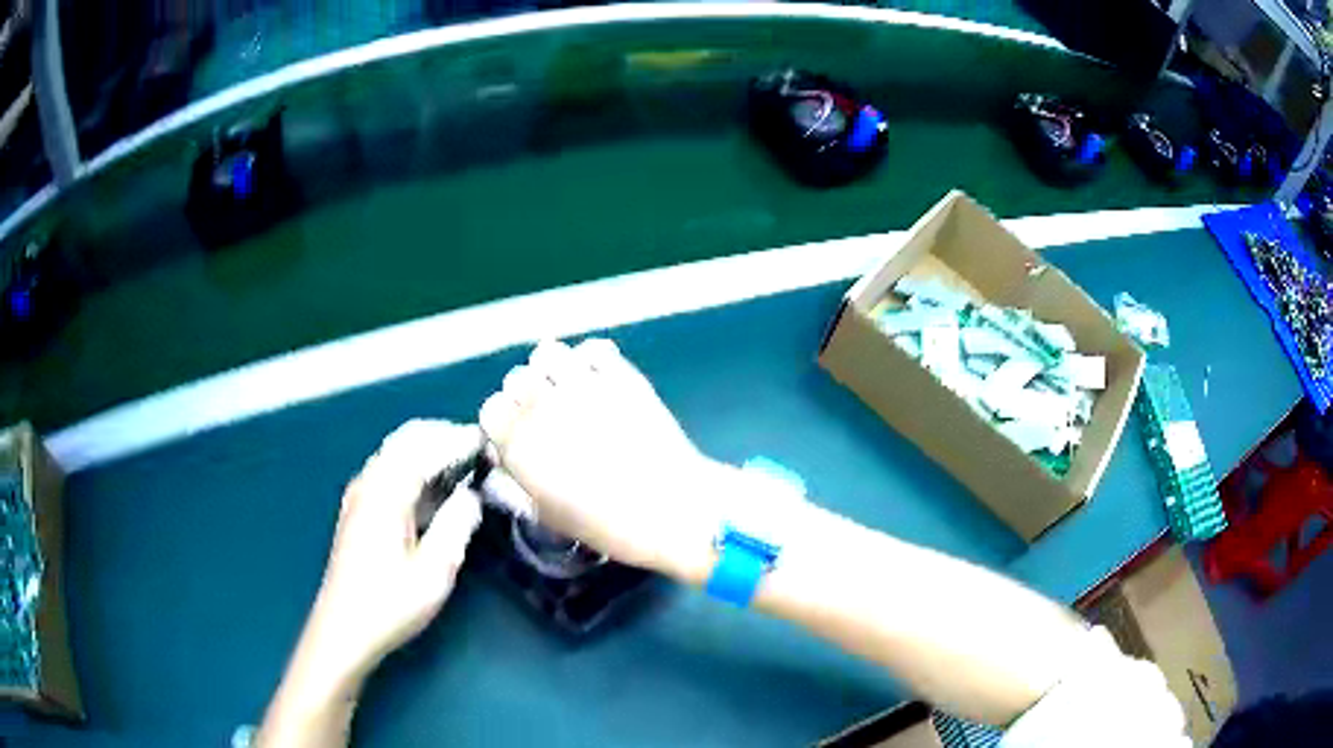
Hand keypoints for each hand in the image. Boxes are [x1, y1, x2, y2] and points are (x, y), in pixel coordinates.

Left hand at [259, 420, 483, 747]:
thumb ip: (456, 525)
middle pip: (407, 439)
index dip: (460, 440)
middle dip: (444, 436)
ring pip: (396, 453)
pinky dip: (414, 467)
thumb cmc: (390, 604)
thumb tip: (473, 495)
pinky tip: (434, 490)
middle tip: (480, 450)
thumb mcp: (434, 571)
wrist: (343, 629)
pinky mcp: (358, 510)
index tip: (493, 443)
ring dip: (429, 450)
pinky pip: (389, 471)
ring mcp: (360, 495)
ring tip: (464, 466)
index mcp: (386, 492)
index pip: (426, 446)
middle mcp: (369, 482)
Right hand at [479, 339, 730, 578]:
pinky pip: (593, 348)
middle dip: (526, 393)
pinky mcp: (620, 375)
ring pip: (548, 352)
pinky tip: (600, 379)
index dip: (504, 419)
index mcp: (519, 444)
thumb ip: (521, 479)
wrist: (670, 509)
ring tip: (570, 388)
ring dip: (553, 369)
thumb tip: (508, 455)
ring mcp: (582, 386)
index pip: (491, 408)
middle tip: (547, 412)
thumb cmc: (607, 525)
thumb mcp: (549, 514)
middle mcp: (542, 407)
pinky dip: (591, 359)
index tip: (518, 431)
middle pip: (516, 377)